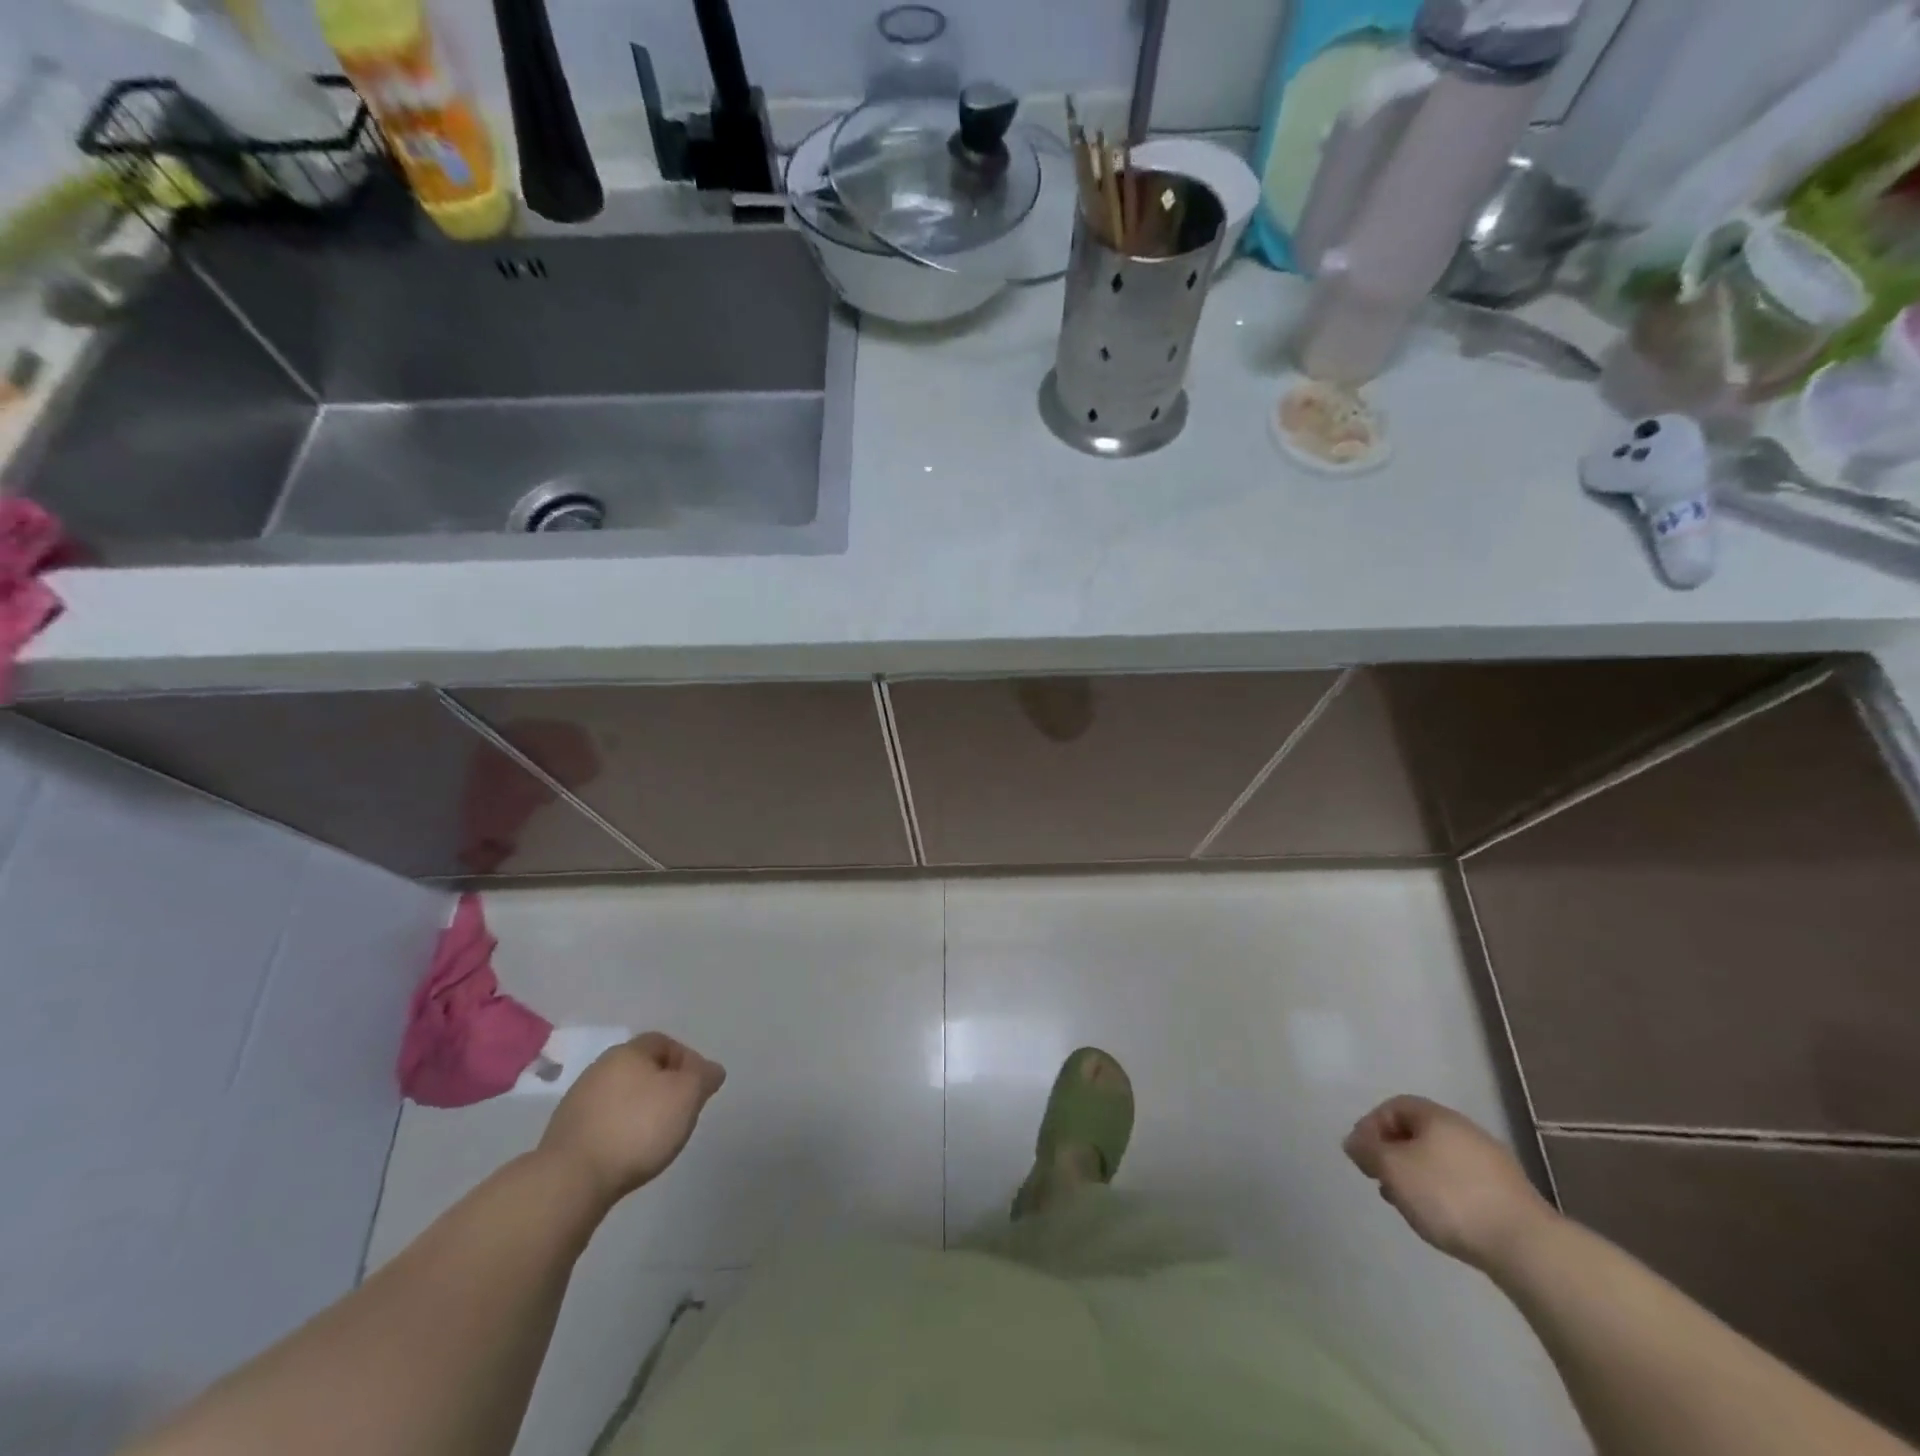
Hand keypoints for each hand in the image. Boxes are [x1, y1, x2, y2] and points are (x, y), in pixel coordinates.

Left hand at [539, 1032, 725, 1203]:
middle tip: (681, 1110)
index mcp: (629, 1052)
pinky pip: (603, 1121)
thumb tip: (711, 1070)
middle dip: (664, 1085)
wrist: (571, 1180)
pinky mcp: (565, 1133)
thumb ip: (704, 1077)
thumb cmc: (638, 1127)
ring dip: (640, 1108)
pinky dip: (620, 1129)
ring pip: (621, 1095)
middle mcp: (600, 1068)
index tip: (699, 1087)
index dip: (687, 1060)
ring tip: (655, 1136)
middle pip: (641, 1068)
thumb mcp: (687, 1095)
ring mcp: (578, 1101)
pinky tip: (627, 1151)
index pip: (664, 1042)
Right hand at [1344, 1095, 1555, 1270]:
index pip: (1394, 1106)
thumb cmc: (1448, 1196)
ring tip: (1407, 1204)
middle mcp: (1465, 1131)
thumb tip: (1354, 1141)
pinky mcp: (1508, 1195)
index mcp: (1437, 1117)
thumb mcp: (1393, 1169)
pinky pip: (1462, 1182)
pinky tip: (1441, 1219)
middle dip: (1393, 1154)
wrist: (1527, 1247)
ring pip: (1439, 1160)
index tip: (1361, 1155)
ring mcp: (1492, 1163)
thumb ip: (1367, 1150)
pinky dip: (1443, 1193)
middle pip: (1418, 1133)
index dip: (1371, 1126)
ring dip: (1417, 1176)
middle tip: (1381, 1180)